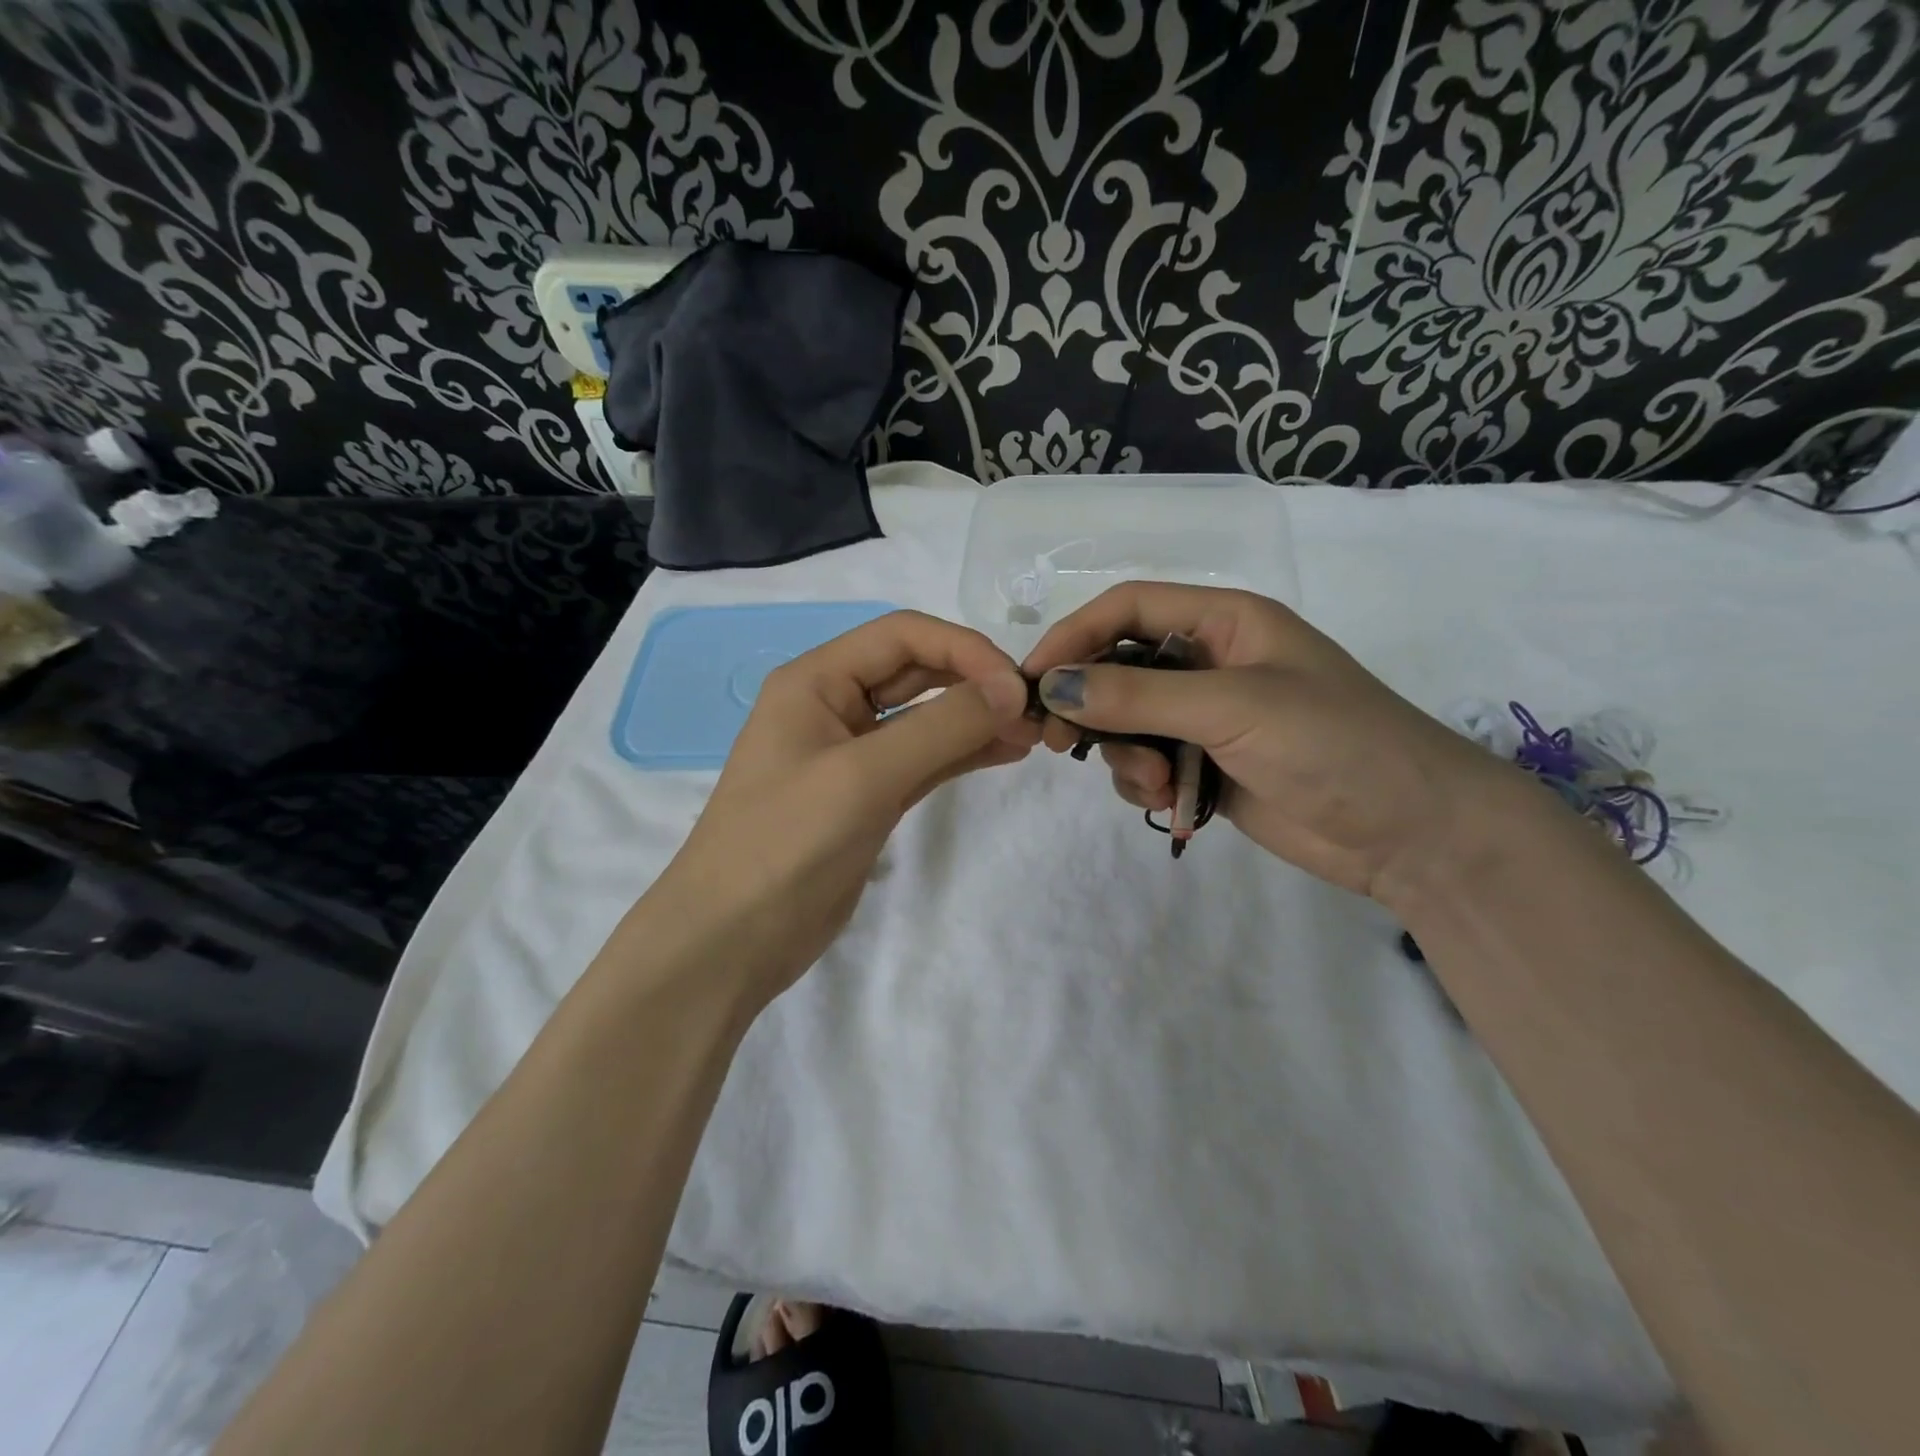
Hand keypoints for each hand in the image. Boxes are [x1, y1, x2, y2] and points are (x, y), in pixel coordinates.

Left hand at [654, 611, 1038, 1004]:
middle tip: (1033, 711)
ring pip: (925, 717)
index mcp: (816, 680)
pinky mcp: (869, 795)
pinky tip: (1004, 752)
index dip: (964, 649)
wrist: (731, 940)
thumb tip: (1011, 691)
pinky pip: (924, 759)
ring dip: (975, 718)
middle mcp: (834, 705)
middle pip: (916, 671)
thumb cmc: (785, 844)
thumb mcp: (863, 777)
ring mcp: (852, 753)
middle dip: (975, 682)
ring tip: (1031, 734)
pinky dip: (963, 752)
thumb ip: (940, 728)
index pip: (902, 636)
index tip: (1015, 687)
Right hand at [1022, 583, 1498, 899]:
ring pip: (1127, 721)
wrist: (1411, 832)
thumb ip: (1137, 695)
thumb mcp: (1232, 707)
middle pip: (1118, 665)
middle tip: (1059, 742)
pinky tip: (1172, 801)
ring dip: (1124, 753)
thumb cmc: (1333, 743)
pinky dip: (1145, 782)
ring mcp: (1208, 716)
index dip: (1074, 635)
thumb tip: (1052, 686)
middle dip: (1089, 703)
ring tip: (1154, 784)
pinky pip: (1149, 761)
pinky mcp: (1208, 764)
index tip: (1033, 679)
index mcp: (1224, 621)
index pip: (1127, 608)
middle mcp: (1210, 661)